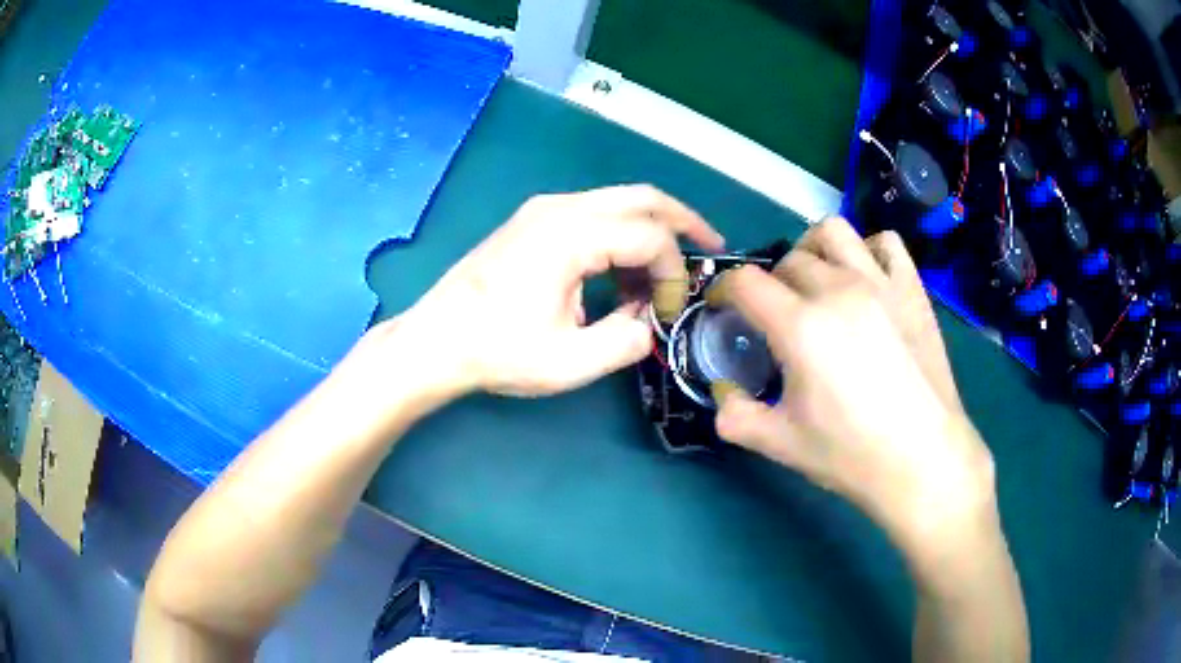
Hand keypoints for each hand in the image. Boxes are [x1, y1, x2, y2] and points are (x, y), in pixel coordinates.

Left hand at [382, 185, 723, 397]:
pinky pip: (595, 213)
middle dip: (684, 221)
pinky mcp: (534, 221)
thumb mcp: (570, 362)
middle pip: (642, 197)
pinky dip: (622, 235)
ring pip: (619, 201)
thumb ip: (627, 341)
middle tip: (711, 247)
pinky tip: (625, 272)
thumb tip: (650, 321)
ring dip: (651, 231)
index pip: (650, 236)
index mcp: (569, 234)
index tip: (670, 312)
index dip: (673, 273)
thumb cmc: (496, 352)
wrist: (436, 341)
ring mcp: (544, 209)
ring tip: (663, 277)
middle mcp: (560, 207)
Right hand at [710, 218, 993, 554]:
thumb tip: (723, 389)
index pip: (745, 282)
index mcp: (801, 326)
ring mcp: (880, 282)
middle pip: (787, 260)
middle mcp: (838, 289)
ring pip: (832, 233)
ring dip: (813, 250)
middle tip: (775, 316)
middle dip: (769, 283)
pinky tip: (865, 279)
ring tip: (816, 282)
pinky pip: (885, 243)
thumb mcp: (778, 443)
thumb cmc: (851, 454)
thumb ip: (734, 415)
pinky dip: (867, 250)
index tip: (723, 309)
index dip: (724, 291)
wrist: (923, 459)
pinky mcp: (911, 288)